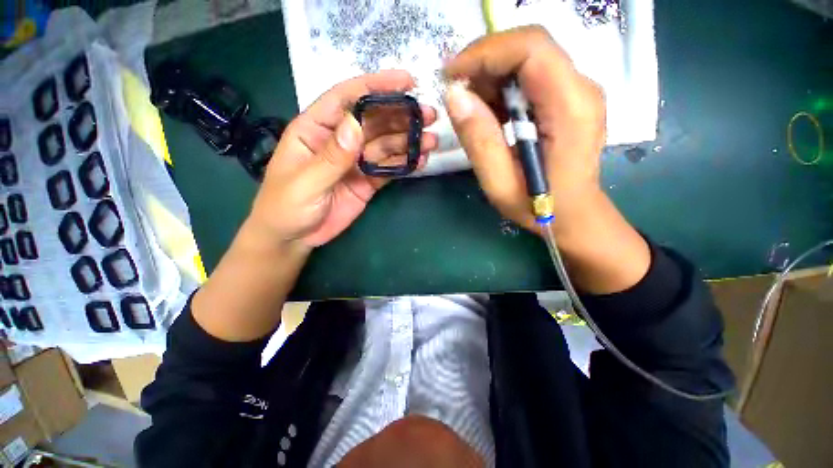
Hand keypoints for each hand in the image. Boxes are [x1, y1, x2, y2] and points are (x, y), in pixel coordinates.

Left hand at [248, 70, 437, 247]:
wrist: (294, 238)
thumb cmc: (286, 207)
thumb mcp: (305, 182)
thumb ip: (331, 157)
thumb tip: (355, 125)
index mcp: (316, 130)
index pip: (347, 99)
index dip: (375, 87)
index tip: (406, 81)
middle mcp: (340, 141)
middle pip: (373, 121)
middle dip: (401, 116)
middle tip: (429, 115)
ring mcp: (356, 162)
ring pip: (386, 145)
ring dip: (408, 141)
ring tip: (431, 140)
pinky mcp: (367, 181)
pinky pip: (389, 169)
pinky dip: (404, 164)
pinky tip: (420, 161)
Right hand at [443, 25, 605, 232]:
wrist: (573, 215)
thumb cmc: (538, 206)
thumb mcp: (500, 183)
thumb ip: (479, 141)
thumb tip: (454, 96)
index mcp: (570, 108)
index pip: (531, 49)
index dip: (486, 52)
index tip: (451, 74)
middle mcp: (581, 89)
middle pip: (529, 47)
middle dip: (484, 62)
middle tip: (455, 92)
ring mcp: (577, 92)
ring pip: (528, 59)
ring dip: (491, 77)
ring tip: (470, 109)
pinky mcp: (568, 99)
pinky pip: (530, 77)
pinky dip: (502, 88)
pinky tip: (489, 115)